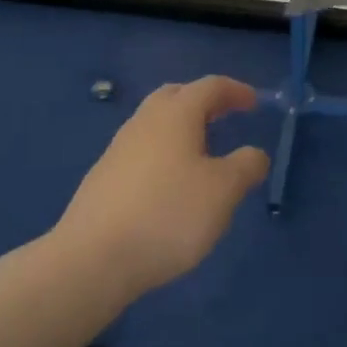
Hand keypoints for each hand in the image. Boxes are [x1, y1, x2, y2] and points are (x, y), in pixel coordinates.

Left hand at [55, 75, 269, 298]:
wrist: (92, 259)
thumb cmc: (167, 214)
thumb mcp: (223, 192)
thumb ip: (246, 166)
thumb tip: (255, 154)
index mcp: (176, 114)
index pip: (210, 86)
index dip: (235, 91)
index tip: (254, 103)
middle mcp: (144, 121)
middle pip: (175, 95)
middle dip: (203, 101)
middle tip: (224, 116)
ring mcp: (118, 149)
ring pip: (155, 123)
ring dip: (181, 128)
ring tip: (201, 152)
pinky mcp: (103, 178)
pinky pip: (141, 151)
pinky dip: (163, 153)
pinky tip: (170, 184)